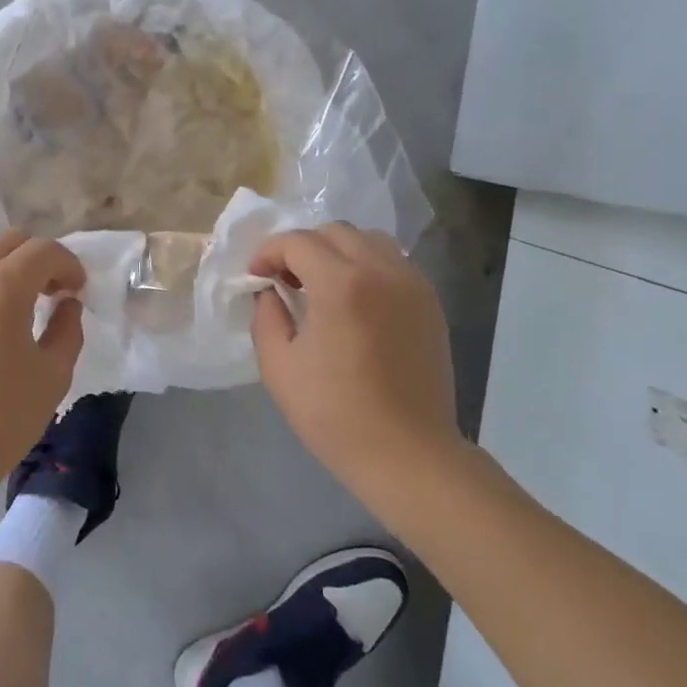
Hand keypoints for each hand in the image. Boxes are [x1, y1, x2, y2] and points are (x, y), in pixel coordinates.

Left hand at [0, 230, 86, 524]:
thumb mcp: (53, 376)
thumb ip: (67, 329)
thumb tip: (66, 304)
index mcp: (3, 285)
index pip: (45, 251)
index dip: (69, 266)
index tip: (76, 292)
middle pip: (8, 241)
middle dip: (36, 260)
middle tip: (48, 294)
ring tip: (3, 293)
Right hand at [250, 223, 459, 496]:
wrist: (408, 454)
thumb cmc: (334, 414)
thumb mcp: (278, 366)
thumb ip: (267, 315)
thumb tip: (271, 291)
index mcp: (341, 285)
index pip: (297, 242)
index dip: (268, 253)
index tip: (256, 278)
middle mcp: (382, 271)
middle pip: (334, 231)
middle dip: (302, 247)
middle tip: (286, 280)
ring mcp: (412, 285)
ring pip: (368, 240)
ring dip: (337, 251)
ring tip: (321, 285)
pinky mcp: (429, 303)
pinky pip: (393, 262)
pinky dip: (366, 266)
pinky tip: (353, 300)